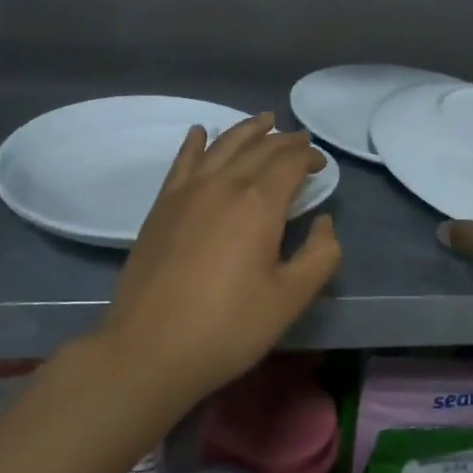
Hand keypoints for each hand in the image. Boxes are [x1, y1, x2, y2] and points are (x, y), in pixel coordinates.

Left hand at [101, 113, 340, 402]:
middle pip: (258, 148)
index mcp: (257, 204)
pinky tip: (199, 133)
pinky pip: (182, 162)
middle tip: (300, 140)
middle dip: (283, 140)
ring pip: (221, 146)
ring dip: (246, 131)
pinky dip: (195, 143)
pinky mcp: (161, 207)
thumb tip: (324, 222)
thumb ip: (319, 256)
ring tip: (264, 121)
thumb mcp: (289, 299)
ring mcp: (186, 192)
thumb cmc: (227, 328)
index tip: (321, 165)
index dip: (309, 157)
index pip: (289, 162)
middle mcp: (222, 185)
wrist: (148, 350)